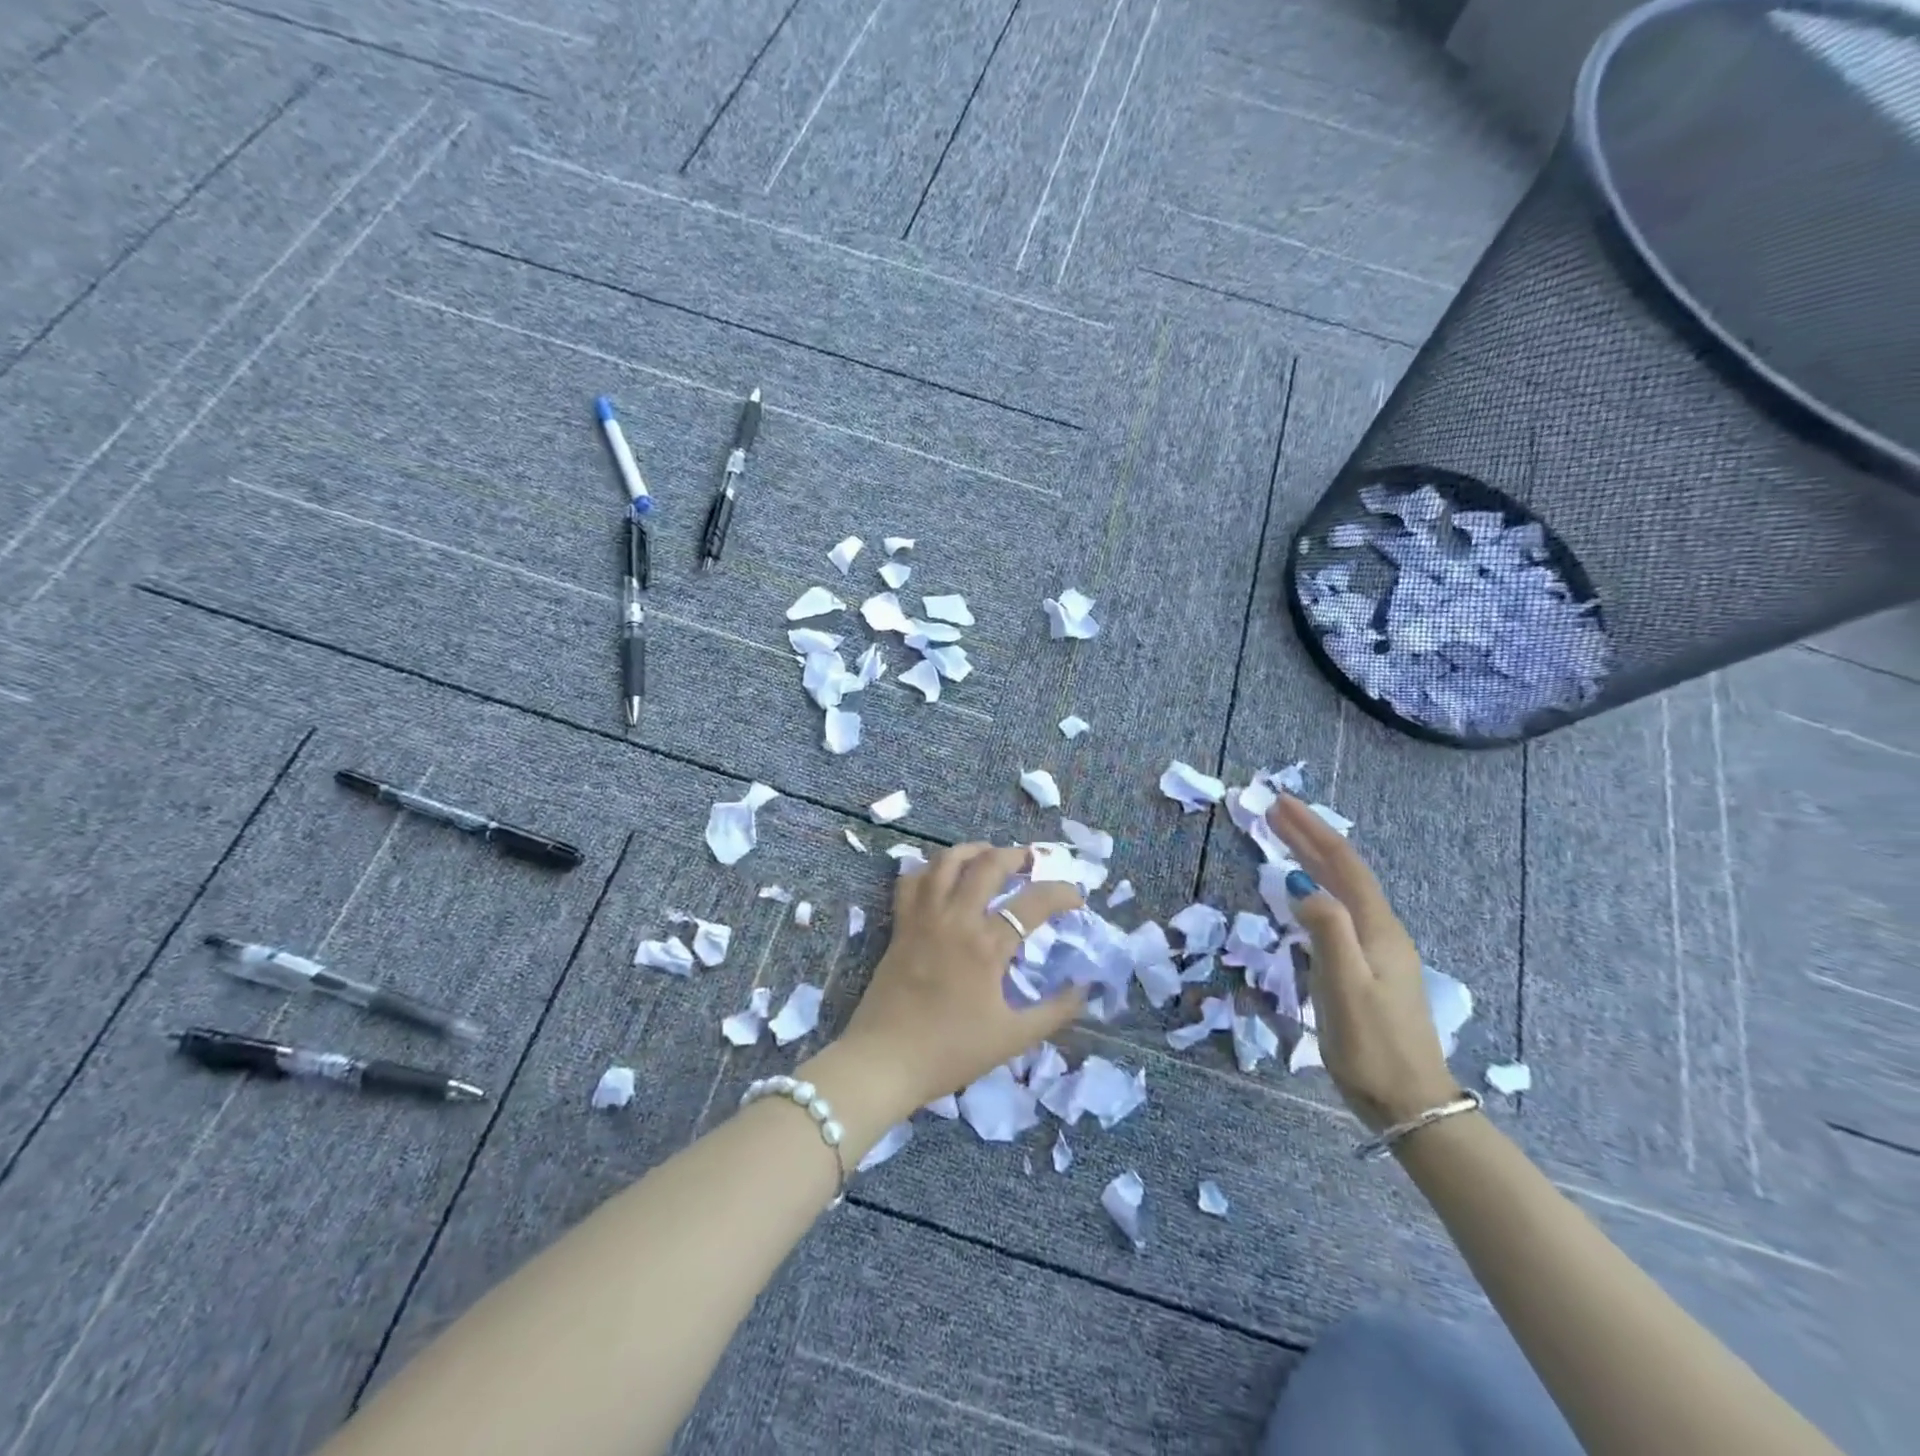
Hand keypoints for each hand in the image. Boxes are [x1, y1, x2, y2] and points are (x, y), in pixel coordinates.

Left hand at [834, 844, 1085, 1113]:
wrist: (884, 1060)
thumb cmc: (950, 1052)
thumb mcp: (1012, 1039)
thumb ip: (1054, 1012)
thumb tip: (1084, 988)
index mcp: (987, 945)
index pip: (1034, 902)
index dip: (1062, 894)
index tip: (1076, 899)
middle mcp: (956, 919)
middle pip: (988, 865)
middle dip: (1016, 855)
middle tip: (1031, 861)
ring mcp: (923, 917)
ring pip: (946, 861)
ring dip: (973, 850)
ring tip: (989, 855)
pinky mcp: (900, 925)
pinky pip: (911, 880)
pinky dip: (929, 869)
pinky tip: (941, 875)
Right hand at [1265, 796, 1459, 1130]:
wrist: (1411, 1103)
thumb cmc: (1372, 1045)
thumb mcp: (1344, 986)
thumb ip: (1326, 930)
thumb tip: (1300, 881)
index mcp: (1377, 929)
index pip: (1342, 864)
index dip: (1311, 830)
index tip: (1279, 803)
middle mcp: (1381, 931)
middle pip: (1343, 871)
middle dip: (1309, 837)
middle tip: (1274, 810)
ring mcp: (1378, 951)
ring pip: (1342, 890)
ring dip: (1313, 859)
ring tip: (1284, 839)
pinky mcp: (1370, 970)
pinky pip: (1339, 911)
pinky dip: (1317, 888)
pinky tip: (1304, 894)